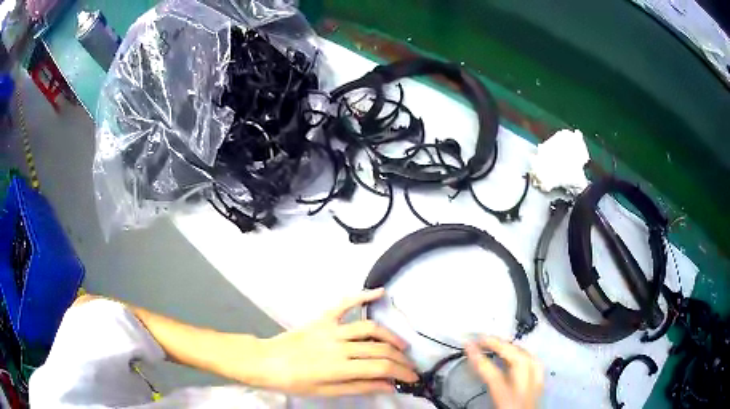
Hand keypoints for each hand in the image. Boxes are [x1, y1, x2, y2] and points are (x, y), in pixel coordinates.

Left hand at [241, 288, 417, 395]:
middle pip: (380, 349)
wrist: (266, 361)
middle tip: (410, 366)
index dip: (401, 373)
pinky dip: (362, 296)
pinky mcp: (323, 318)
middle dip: (401, 359)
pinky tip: (379, 292)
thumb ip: (360, 387)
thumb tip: (389, 386)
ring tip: (402, 346)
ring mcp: (331, 328)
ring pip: (370, 328)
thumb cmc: (294, 381)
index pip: (381, 368)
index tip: (412, 378)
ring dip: (391, 336)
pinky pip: (345, 303)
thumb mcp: (326, 392)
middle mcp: (339, 345)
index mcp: (339, 367)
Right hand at [465, 337, 543, 408]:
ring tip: (499, 343)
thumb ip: (475, 404)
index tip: (467, 345)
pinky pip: (537, 368)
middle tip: (483, 338)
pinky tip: (518, 356)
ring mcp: (537, 391)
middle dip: (501, 345)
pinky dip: (527, 357)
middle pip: (520, 361)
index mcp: (509, 403)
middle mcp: (527, 394)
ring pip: (533, 361)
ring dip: (515, 348)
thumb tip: (451, 402)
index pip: (495, 377)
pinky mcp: (540, 392)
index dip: (480, 359)